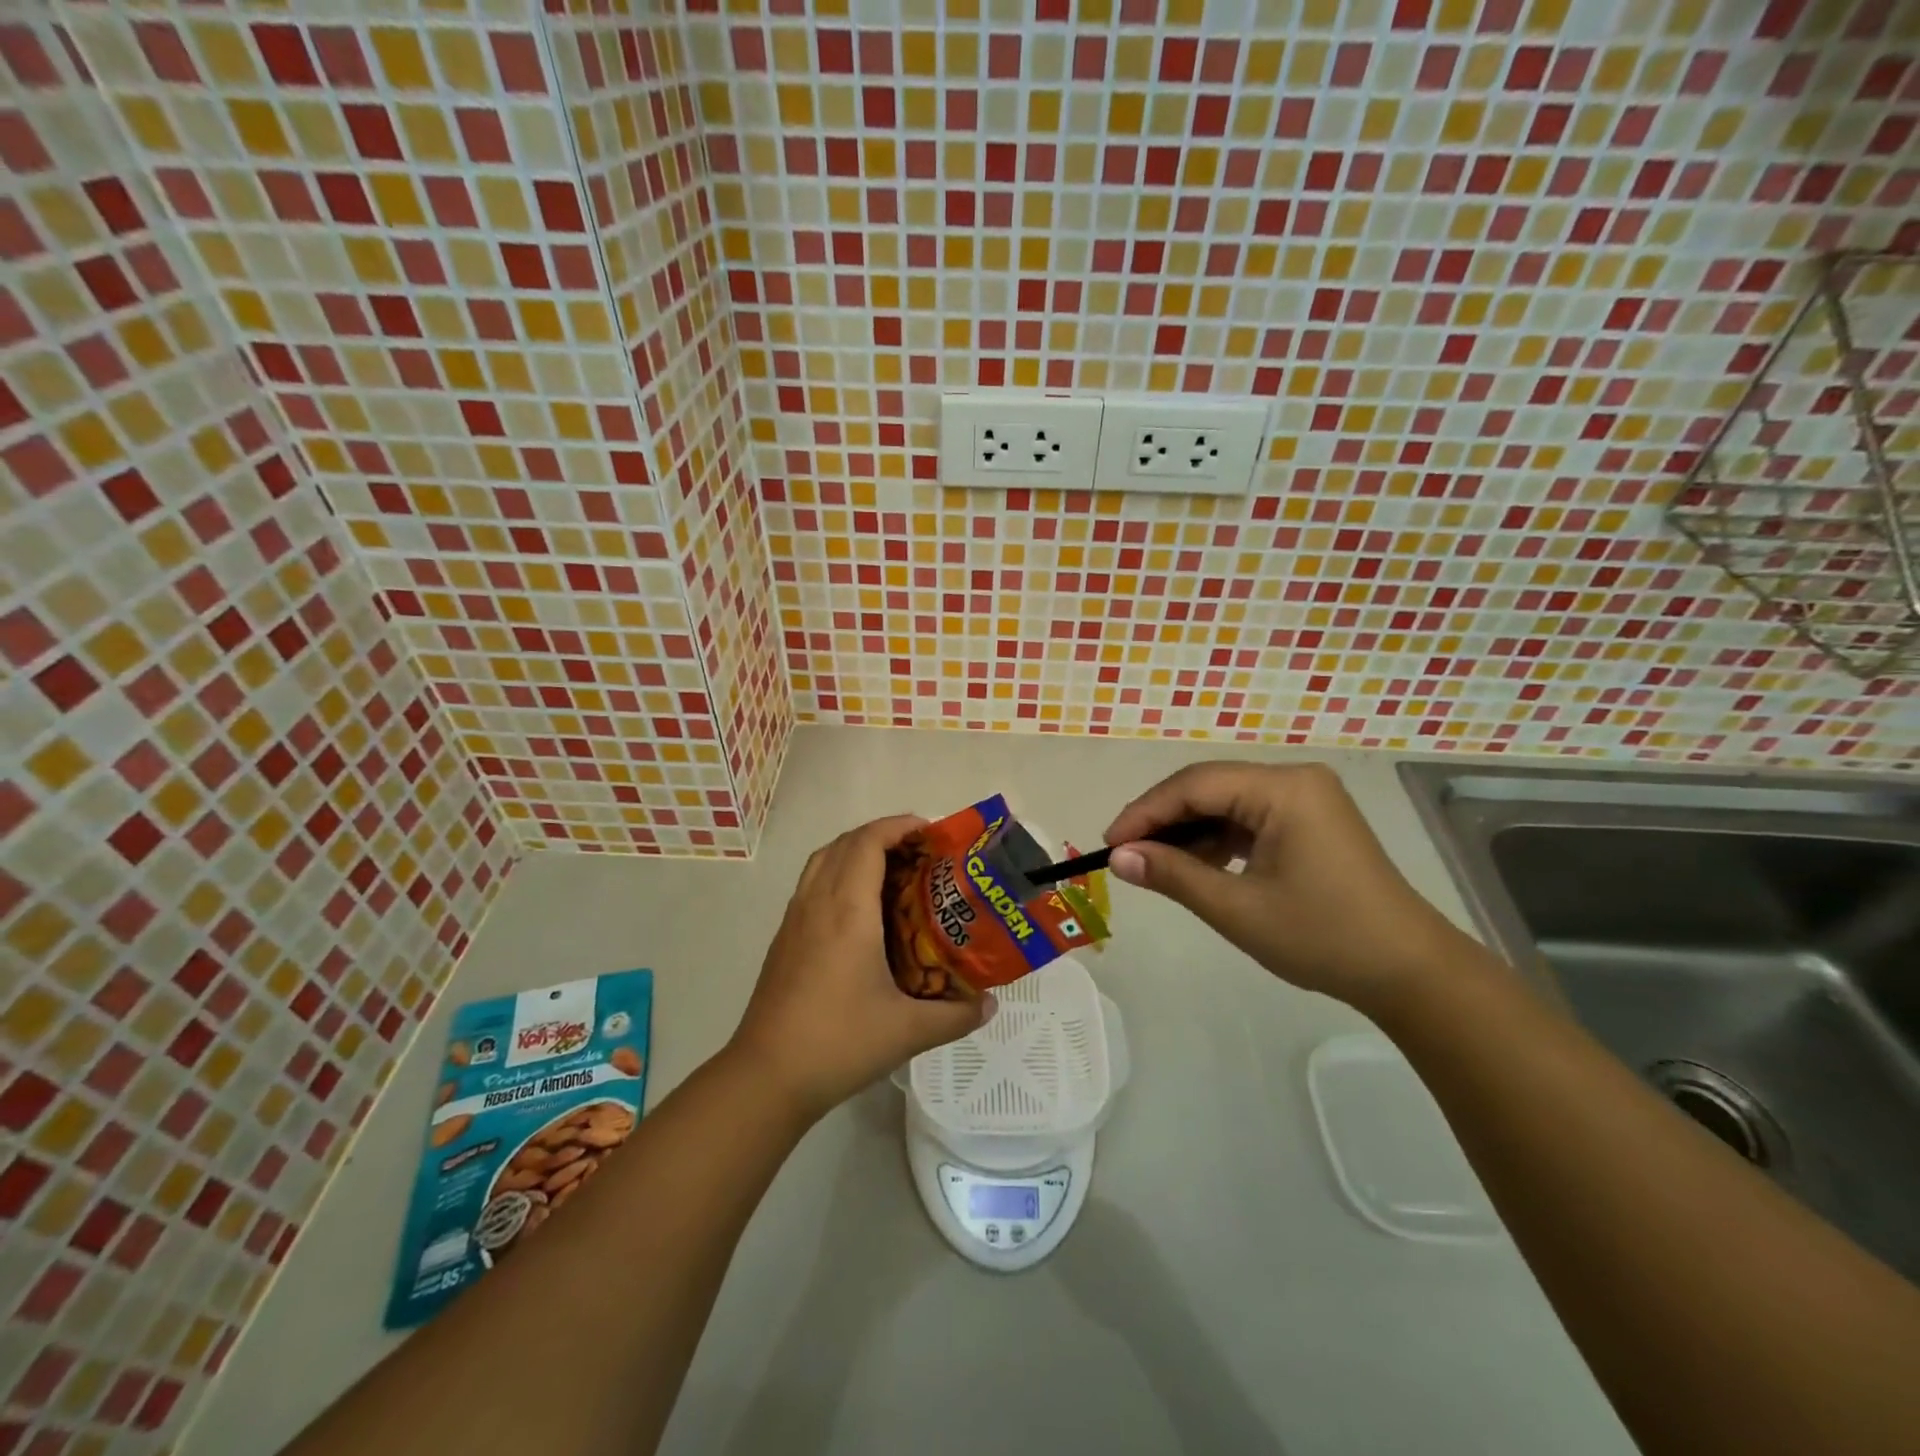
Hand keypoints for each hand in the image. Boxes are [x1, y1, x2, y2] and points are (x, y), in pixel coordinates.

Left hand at [729, 815, 991, 1118]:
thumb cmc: (839, 1042)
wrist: (766, 1076)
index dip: (898, 826)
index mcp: (848, 910)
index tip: (931, 832)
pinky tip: (860, 910)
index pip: (868, 842)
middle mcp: (818, 902)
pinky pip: (812, 883)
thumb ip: (956, 1015)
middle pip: (845, 843)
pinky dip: (838, 873)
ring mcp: (795, 919)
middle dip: (882, 835)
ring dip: (856, 851)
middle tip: (920, 852)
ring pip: (823, 860)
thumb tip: (989, 1005)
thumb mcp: (908, 1031)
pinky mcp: (784, 938)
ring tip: (892, 871)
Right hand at [1104, 762, 1478, 1009]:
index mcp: (1283, 789)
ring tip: (1158, 866)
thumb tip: (1118, 858)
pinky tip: (1199, 865)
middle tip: (1126, 854)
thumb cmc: (1323, 937)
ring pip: (1227, 802)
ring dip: (1190, 831)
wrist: (1410, 972)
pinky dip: (1219, 839)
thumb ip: (1173, 875)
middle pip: (1209, 786)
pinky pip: (1250, 817)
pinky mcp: (1312, 820)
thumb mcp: (1237, 908)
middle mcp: (1295, 779)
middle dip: (1164, 820)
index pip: (1194, 785)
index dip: (1145, 812)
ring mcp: (1307, 798)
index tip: (1109, 845)